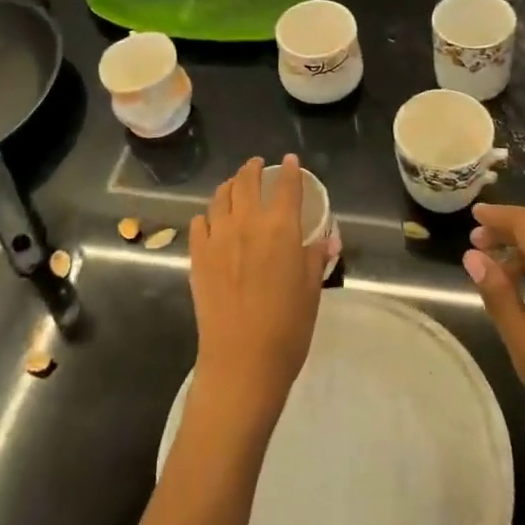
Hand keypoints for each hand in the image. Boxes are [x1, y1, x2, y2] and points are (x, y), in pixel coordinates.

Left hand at [188, 156, 327, 428]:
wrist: (242, 363)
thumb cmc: (287, 329)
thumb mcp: (311, 290)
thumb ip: (315, 257)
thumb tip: (327, 238)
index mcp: (281, 228)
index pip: (286, 186)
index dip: (289, 170)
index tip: (290, 161)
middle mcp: (247, 223)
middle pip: (247, 181)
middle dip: (253, 169)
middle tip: (258, 166)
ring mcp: (218, 237)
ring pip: (220, 196)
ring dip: (230, 186)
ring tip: (235, 186)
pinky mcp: (197, 256)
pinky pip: (200, 222)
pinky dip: (208, 215)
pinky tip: (212, 221)